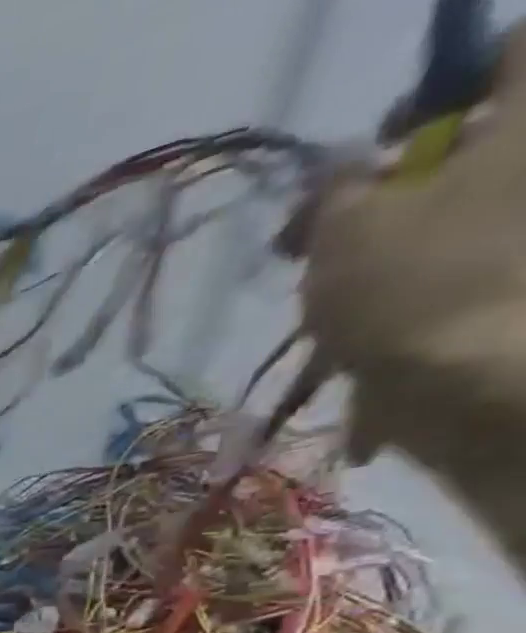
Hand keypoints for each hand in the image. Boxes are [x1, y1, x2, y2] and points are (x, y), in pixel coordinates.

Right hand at [294, 24, 525, 557]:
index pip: (502, 49)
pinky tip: (363, 344)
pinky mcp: (518, 292)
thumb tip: (339, 169)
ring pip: (457, 218)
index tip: (371, 147)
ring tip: (328, 310)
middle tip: (319, 242)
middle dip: (390, 191)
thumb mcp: (343, 231)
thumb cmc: (413, 289)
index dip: (433, 88)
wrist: (486, 390)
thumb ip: (335, 189)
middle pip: (475, 144)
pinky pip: (464, 278)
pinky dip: (411, 304)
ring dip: (389, 253)